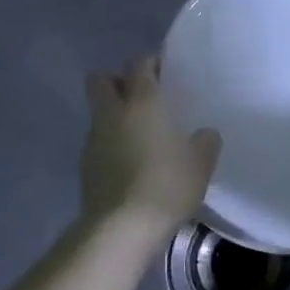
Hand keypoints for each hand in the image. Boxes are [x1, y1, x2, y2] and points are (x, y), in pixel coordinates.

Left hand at [81, 56, 220, 239]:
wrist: (122, 227)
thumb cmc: (167, 185)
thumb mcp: (200, 164)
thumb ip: (205, 143)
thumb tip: (205, 134)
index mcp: (142, 102)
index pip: (139, 64)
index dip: (150, 62)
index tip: (163, 70)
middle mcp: (112, 113)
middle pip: (101, 80)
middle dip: (116, 81)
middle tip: (140, 97)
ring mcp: (93, 139)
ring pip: (98, 114)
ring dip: (113, 117)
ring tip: (137, 136)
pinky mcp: (84, 167)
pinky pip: (97, 144)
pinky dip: (109, 146)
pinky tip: (128, 165)